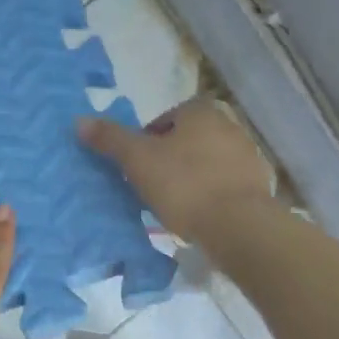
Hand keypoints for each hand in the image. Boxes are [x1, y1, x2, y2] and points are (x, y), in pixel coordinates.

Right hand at [78, 98, 274, 242]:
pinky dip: (212, 194)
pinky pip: (226, 185)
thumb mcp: (138, 160)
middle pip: (190, 138)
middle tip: (152, 182)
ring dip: (192, 176)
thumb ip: (111, 139)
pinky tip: (199, 215)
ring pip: (209, 161)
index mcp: (201, 112)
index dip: (150, 137)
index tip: (139, 161)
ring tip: (174, 203)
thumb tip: (80, 120)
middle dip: (172, 156)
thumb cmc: (184, 184)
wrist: (239, 225)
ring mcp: (248, 156)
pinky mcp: (258, 186)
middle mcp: (229, 126)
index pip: (170, 116)